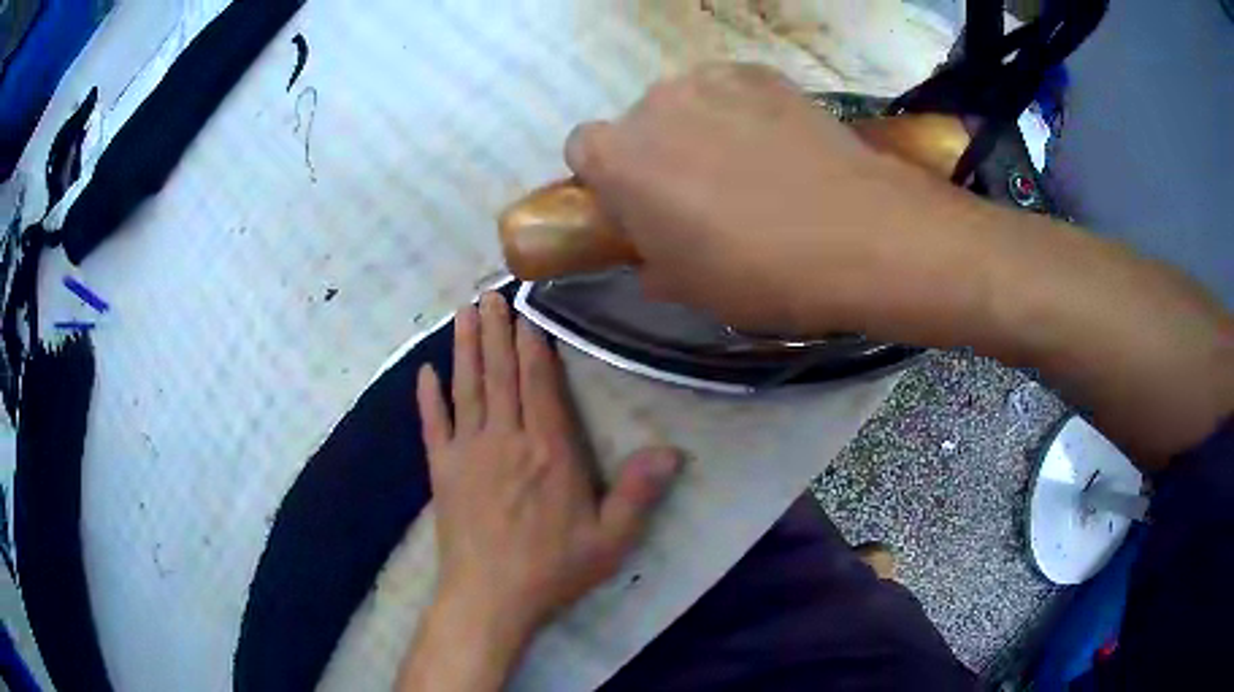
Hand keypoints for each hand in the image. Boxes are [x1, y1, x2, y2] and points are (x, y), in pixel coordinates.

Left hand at [417, 293, 681, 641]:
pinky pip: (432, 425)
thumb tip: (672, 451)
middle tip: (490, 292)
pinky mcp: (441, 471)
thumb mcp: (610, 540)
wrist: (489, 599)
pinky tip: (424, 371)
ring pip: (466, 388)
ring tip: (464, 312)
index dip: (532, 344)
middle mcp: (506, 440)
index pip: (539, 384)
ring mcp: (468, 452)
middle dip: (497, 330)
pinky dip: (427, 397)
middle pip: (501, 374)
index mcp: (549, 452)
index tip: (526, 309)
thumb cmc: (552, 569)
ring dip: (465, 348)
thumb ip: (638, 493)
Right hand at [564, 62, 993, 339]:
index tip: (638, 206)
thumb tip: (654, 259)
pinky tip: (779, 146)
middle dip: (657, 153)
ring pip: (686, 102)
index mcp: (619, 157)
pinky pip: (732, 91)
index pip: (583, 149)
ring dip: (700, 128)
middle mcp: (654, 103)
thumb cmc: (758, 272)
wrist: (857, 234)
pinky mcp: (761, 72)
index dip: (608, 179)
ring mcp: (711, 79)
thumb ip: (653, 263)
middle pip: (638, 123)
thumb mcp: (690, 289)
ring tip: (750, 168)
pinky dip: (743, 111)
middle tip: (702, 194)